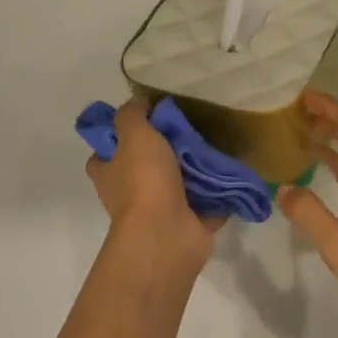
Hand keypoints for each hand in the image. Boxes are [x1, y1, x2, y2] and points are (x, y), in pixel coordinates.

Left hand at [86, 100, 221, 271]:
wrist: (166, 234)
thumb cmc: (144, 181)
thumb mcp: (134, 134)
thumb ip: (133, 115)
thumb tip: (139, 103)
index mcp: (109, 174)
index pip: (105, 153)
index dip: (120, 137)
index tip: (145, 121)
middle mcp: (129, 194)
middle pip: (144, 167)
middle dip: (165, 151)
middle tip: (189, 129)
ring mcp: (159, 212)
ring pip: (177, 185)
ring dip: (194, 171)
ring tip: (215, 147)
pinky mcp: (187, 224)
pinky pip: (206, 204)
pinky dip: (218, 194)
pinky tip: (232, 174)